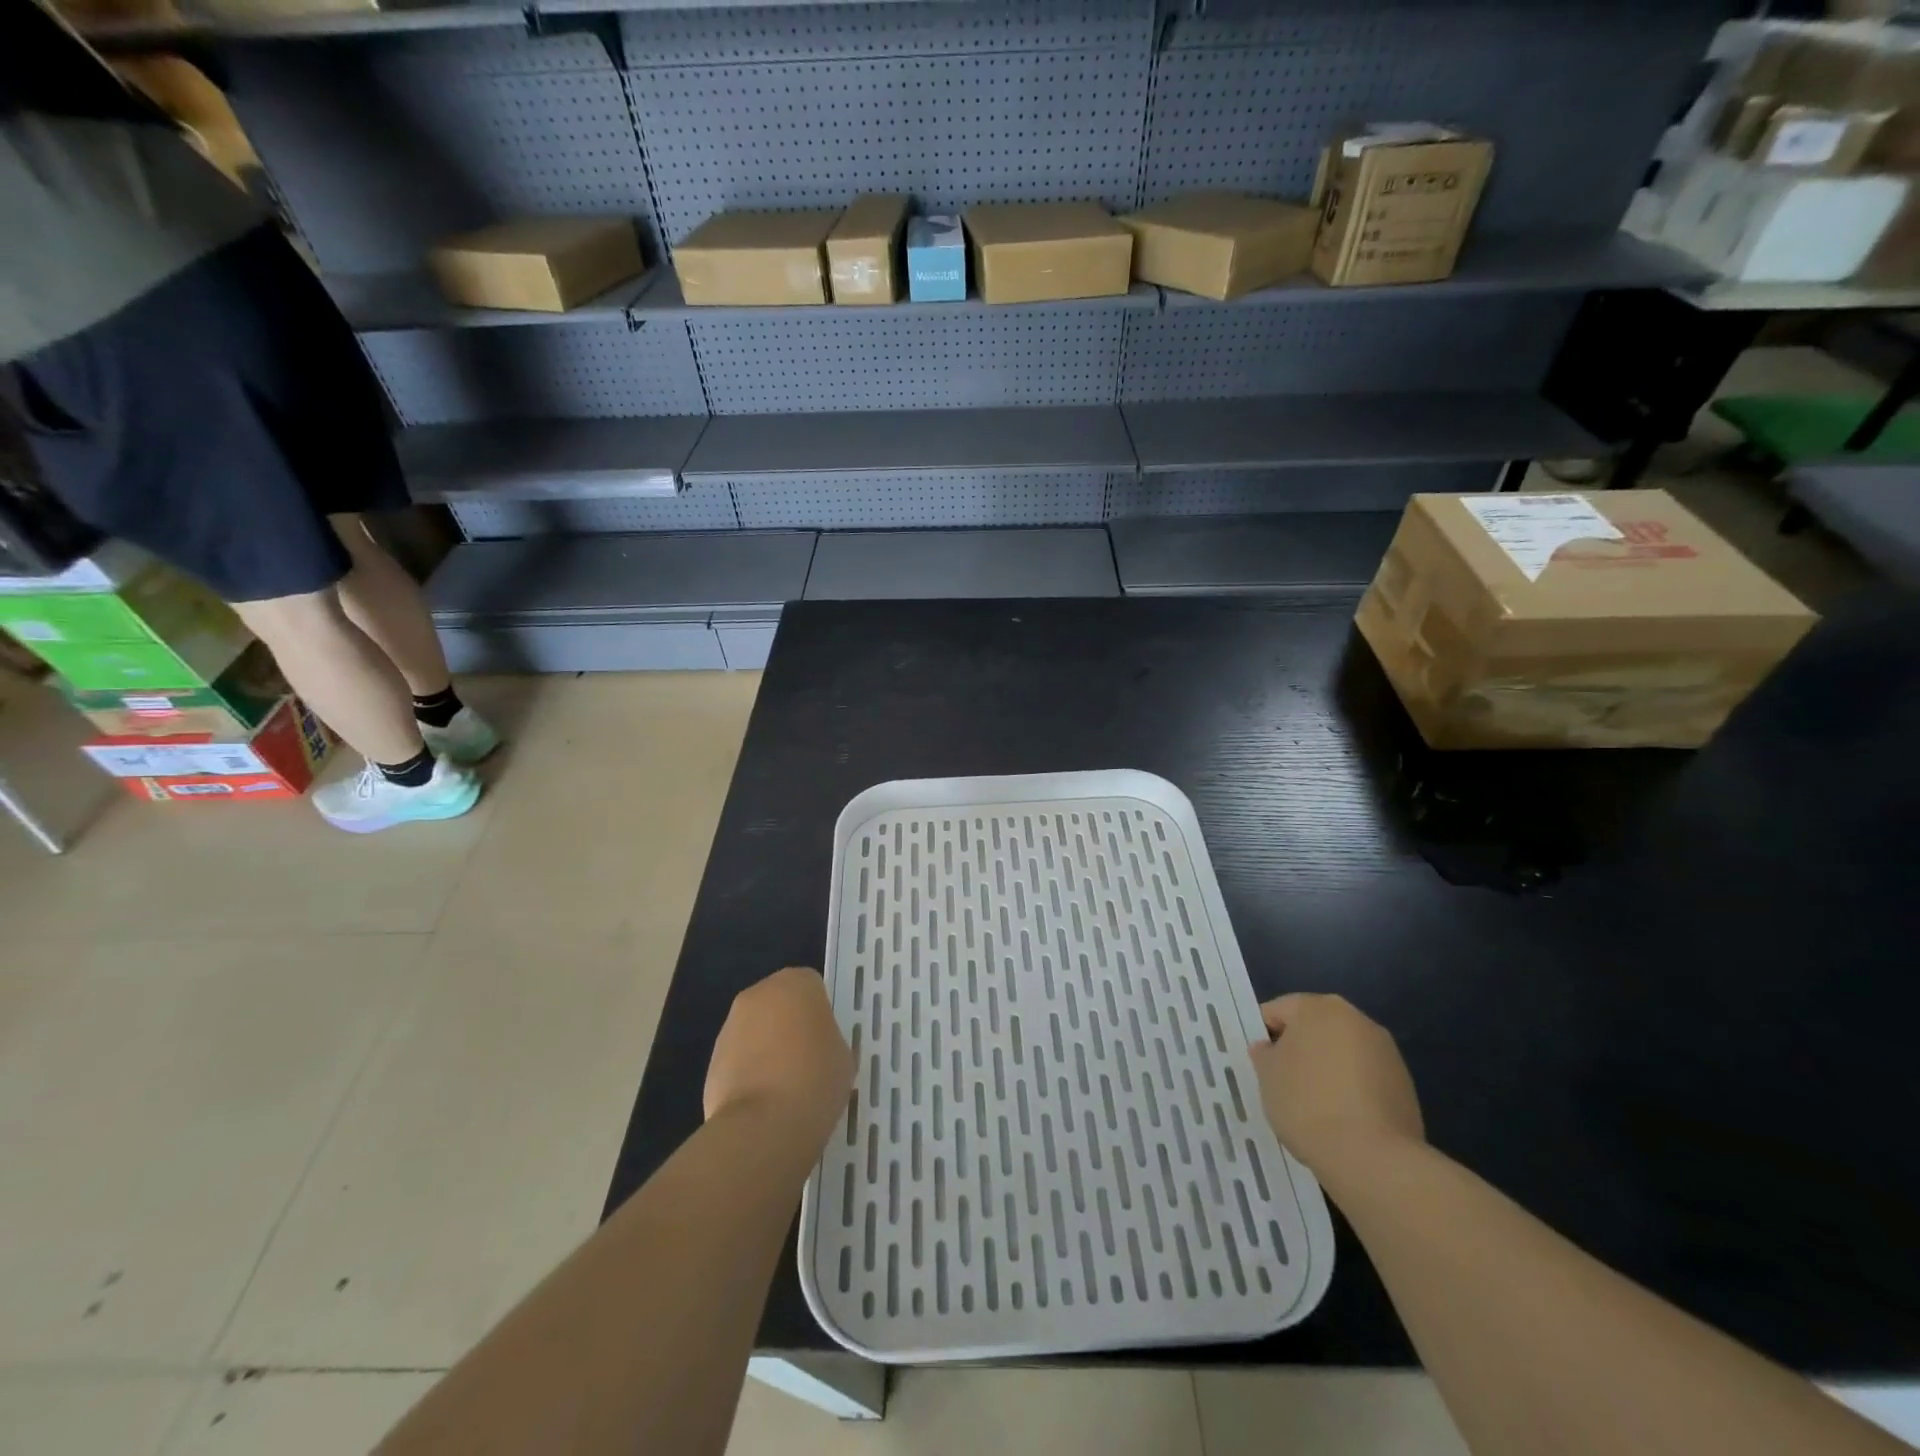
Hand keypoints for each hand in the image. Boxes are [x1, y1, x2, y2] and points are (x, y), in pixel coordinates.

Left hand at [704, 967, 853, 1152]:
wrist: (763, 1125)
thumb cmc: (815, 1079)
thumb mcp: (844, 1057)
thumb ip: (829, 1040)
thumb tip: (817, 1049)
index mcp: (796, 984)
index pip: (812, 986)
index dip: (820, 1013)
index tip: (826, 1039)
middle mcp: (759, 994)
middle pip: (779, 1003)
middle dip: (790, 1025)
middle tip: (808, 1060)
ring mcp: (731, 1026)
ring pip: (756, 1030)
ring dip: (767, 1048)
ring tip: (784, 1088)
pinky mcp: (712, 1059)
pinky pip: (739, 1058)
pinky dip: (749, 1073)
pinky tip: (764, 1102)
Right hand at [1247, 993, 1423, 1186]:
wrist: (1371, 1158)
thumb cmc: (1307, 1102)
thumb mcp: (1267, 1075)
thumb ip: (1264, 1054)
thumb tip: (1269, 1048)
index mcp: (1320, 1007)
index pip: (1279, 1010)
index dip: (1263, 1035)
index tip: (1258, 1064)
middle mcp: (1358, 1020)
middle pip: (1315, 1028)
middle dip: (1298, 1050)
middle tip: (1281, 1082)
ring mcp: (1387, 1053)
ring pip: (1342, 1054)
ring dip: (1326, 1070)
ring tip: (1312, 1105)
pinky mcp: (1405, 1086)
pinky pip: (1364, 1079)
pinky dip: (1350, 1091)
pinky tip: (1339, 1119)